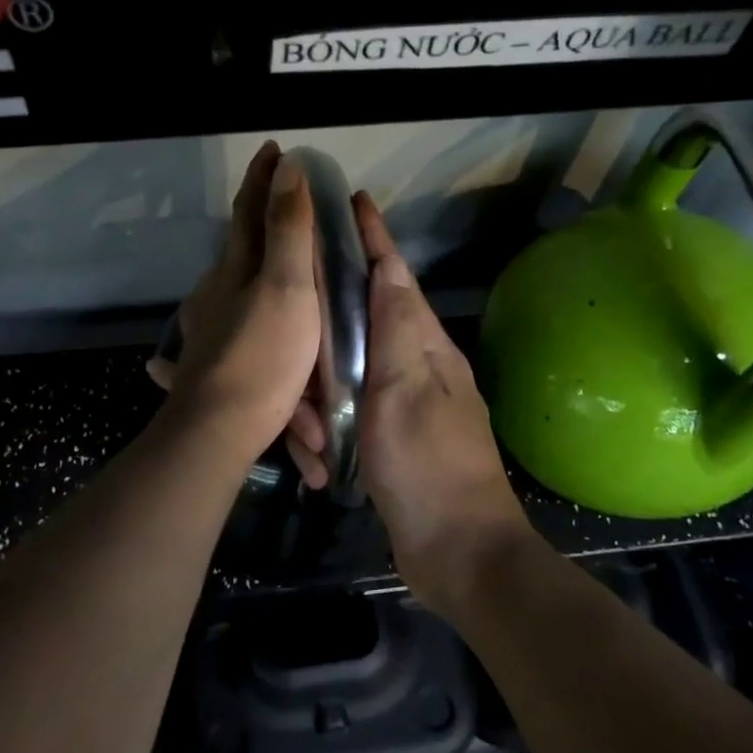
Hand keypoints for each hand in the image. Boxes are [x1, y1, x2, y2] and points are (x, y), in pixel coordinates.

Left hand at [147, 142, 321, 463]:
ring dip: (249, 270)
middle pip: (237, 248)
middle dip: (258, 222)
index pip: (249, 211)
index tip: (274, 148)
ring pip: (230, 289)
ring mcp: (205, 329)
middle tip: (284, 208)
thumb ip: (288, 230)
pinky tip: (231, 321)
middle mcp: (213, 292)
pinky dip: (235, 313)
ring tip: (271, 267)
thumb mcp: (286, 288)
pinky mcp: (206, 363)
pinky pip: (225, 327)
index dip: (263, 179)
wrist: (217, 431)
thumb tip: (288, 167)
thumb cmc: (262, 356)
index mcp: (234, 270)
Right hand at [348, 194, 532, 613]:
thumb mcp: (405, 388)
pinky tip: (316, 452)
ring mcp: (403, 404)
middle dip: (325, 333)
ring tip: (309, 436)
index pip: (396, 275)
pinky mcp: (389, 438)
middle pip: (362, 322)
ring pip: (347, 373)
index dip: (375, 237)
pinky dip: (328, 429)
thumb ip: (395, 328)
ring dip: (320, 400)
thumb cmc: (428, 465)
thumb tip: (389, 267)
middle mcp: (416, 366)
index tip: (353, 200)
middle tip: (294, 346)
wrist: (457, 552)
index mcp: (425, 346)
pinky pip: (347, 415)